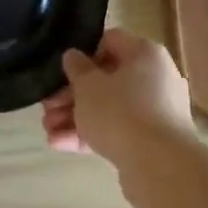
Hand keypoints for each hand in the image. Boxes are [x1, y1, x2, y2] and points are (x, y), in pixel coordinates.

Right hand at [40, 29, 193, 163]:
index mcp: (145, 53)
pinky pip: (119, 130)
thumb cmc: (120, 112)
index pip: (110, 41)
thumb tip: (74, 56)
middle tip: (47, 107)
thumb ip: (77, 68)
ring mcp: (156, 110)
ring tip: (48, 130)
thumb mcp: (88, 86)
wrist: (159, 166)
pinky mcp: (152, 140)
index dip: (83, 54)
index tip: (62, 71)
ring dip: (76, 117)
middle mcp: (156, 77)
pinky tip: (60, 145)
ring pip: (110, 108)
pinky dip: (92, 135)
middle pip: (107, 79)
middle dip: (72, 94)